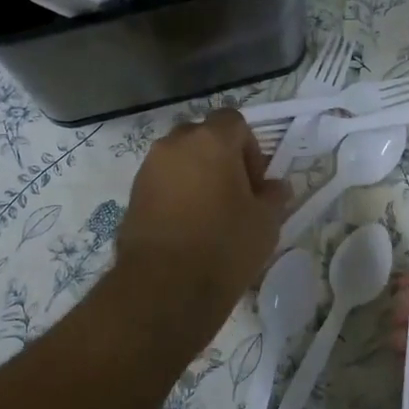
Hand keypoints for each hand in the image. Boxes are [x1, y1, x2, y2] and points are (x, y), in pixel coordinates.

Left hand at [115, 108, 290, 312]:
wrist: (164, 288)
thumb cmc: (224, 246)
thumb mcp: (265, 223)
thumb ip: (273, 196)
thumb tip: (276, 187)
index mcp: (211, 141)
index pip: (234, 121)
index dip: (250, 148)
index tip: (255, 183)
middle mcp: (174, 144)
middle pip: (203, 137)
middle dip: (220, 158)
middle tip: (234, 195)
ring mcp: (148, 169)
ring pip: (179, 159)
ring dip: (196, 176)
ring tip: (209, 215)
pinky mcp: (132, 195)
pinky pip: (162, 182)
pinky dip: (176, 194)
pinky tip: (187, 228)